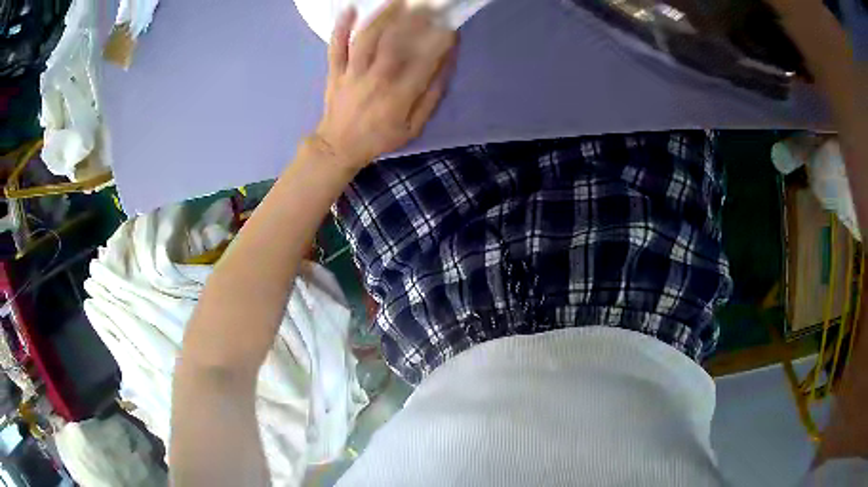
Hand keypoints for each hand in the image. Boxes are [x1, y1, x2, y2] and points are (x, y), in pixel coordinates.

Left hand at [313, 2, 457, 169]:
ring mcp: (351, 73)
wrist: (338, 147)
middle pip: (393, 42)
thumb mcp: (414, 126)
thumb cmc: (380, 138)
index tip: (449, 26)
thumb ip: (431, 96)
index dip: (438, 42)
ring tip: (398, 0)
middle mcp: (375, 79)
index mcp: (398, 95)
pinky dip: (340, 28)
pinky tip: (349, 9)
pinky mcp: (335, 71)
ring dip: (382, 16)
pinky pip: (336, 47)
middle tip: (426, 5)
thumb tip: (446, 65)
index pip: (423, 61)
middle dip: (412, 20)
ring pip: (366, 39)